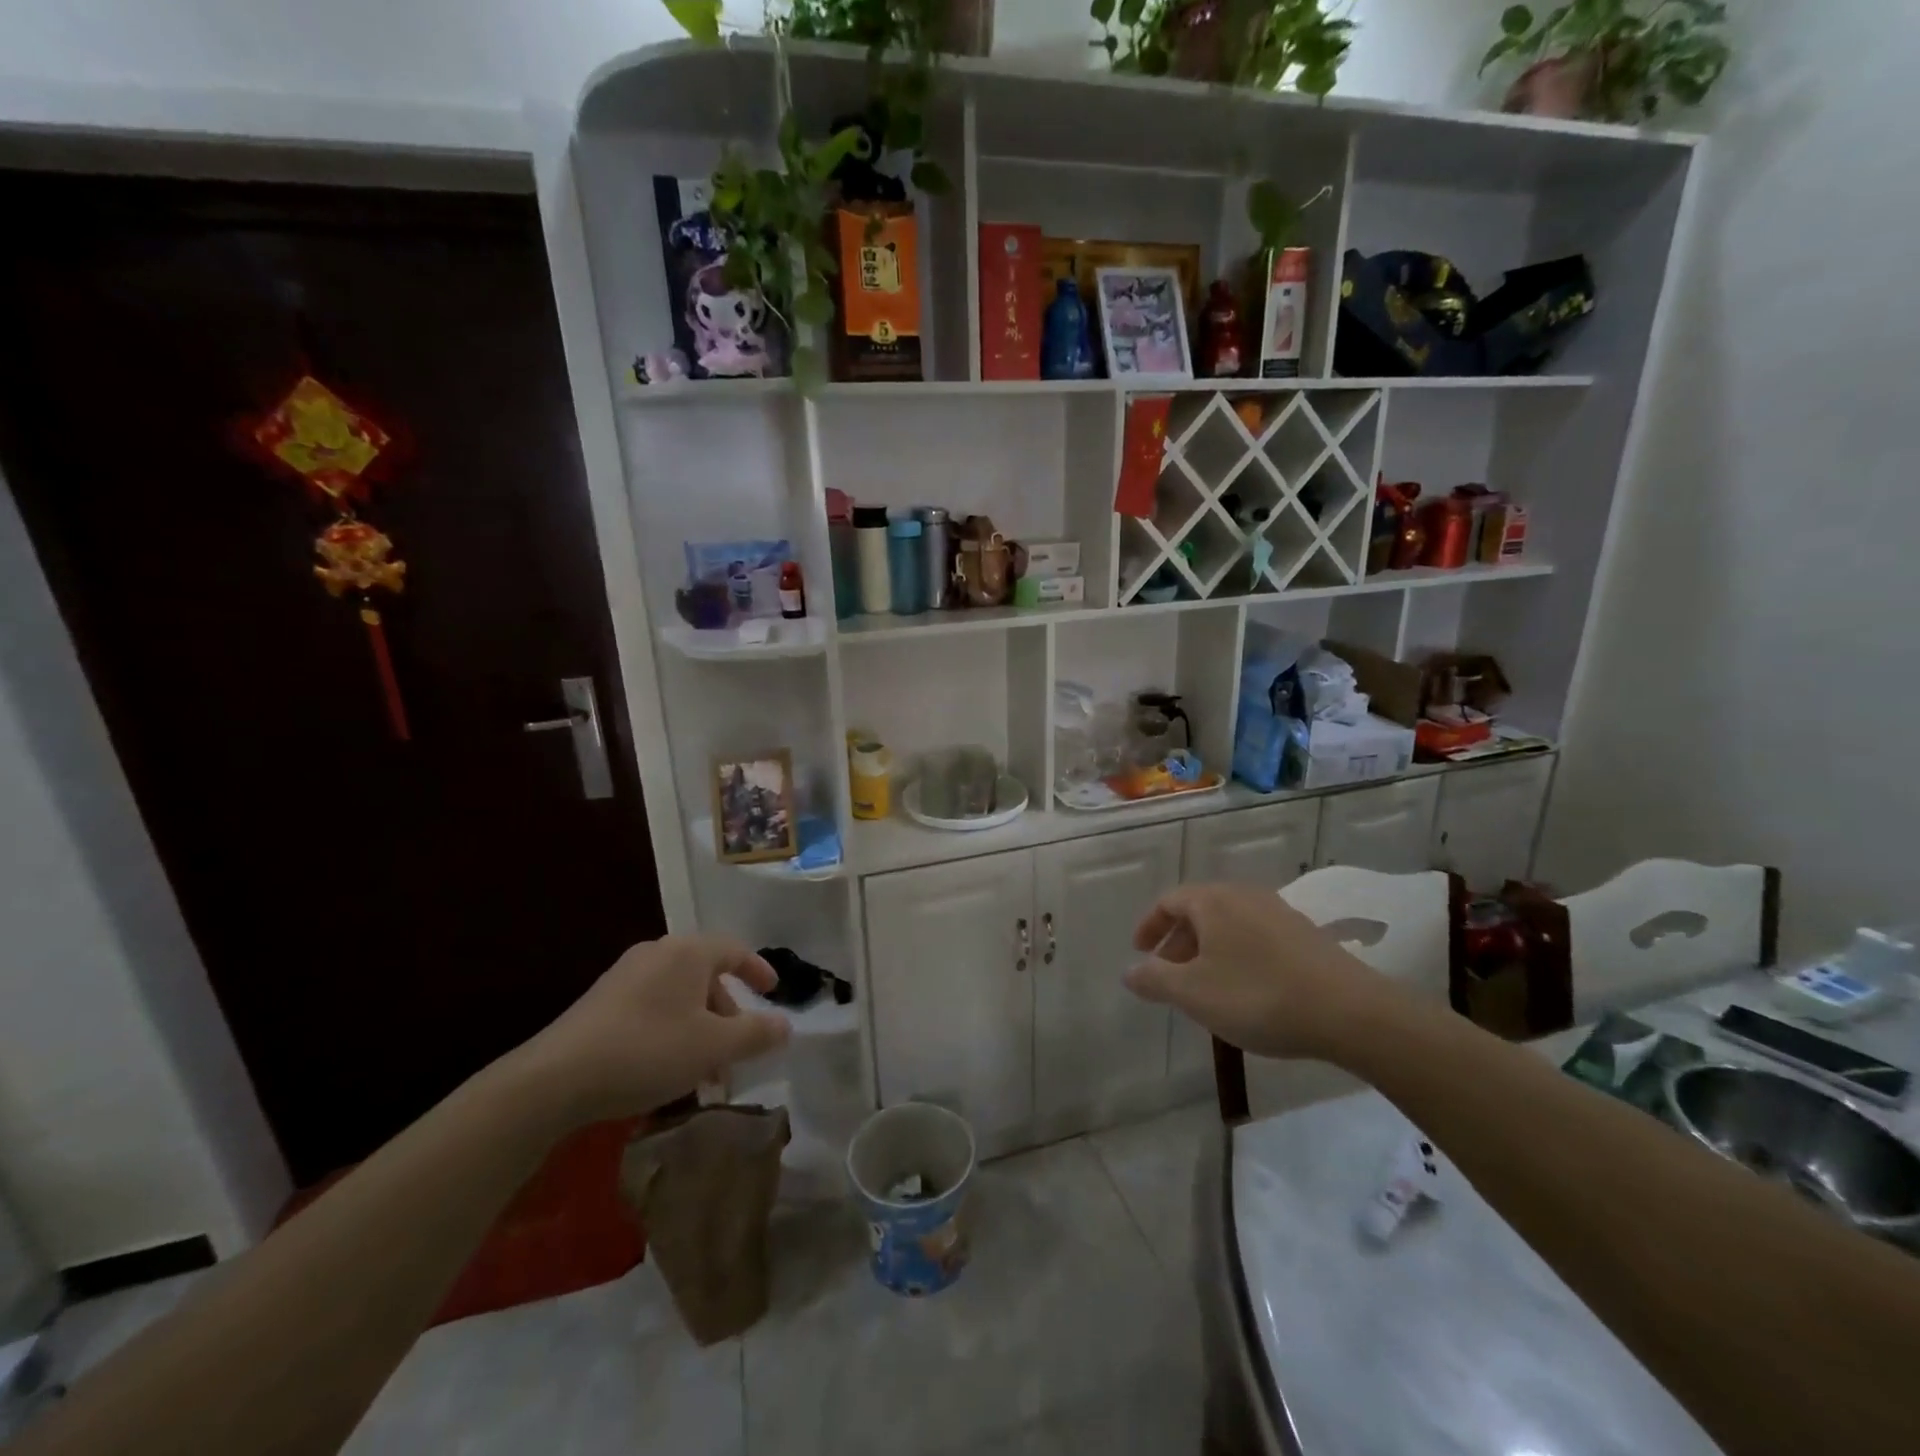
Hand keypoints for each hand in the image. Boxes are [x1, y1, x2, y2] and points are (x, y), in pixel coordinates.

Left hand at [507, 935, 791, 1127]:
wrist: (555, 1078)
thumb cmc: (648, 1050)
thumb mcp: (713, 1046)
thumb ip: (755, 1033)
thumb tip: (786, 1024)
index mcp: (688, 952)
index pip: (735, 950)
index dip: (758, 971)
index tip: (773, 992)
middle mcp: (658, 953)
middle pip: (706, 976)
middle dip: (727, 1015)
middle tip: (736, 1052)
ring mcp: (625, 976)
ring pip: (679, 997)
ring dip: (700, 1030)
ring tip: (704, 1073)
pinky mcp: (601, 1002)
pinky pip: (653, 1008)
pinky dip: (672, 1032)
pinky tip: (668, 1071)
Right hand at [1124, 883, 1395, 1060]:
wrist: (1349, 1012)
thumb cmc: (1257, 995)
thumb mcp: (1193, 993)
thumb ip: (1154, 979)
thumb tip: (1129, 971)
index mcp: (1212, 901)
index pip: (1169, 901)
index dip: (1149, 925)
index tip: (1139, 952)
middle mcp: (1244, 895)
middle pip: (1199, 911)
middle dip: (1178, 942)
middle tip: (1167, 975)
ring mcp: (1279, 913)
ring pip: (1229, 925)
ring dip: (1208, 950)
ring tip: (1204, 986)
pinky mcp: (1306, 935)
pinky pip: (1255, 937)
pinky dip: (1237, 955)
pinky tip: (1245, 989)